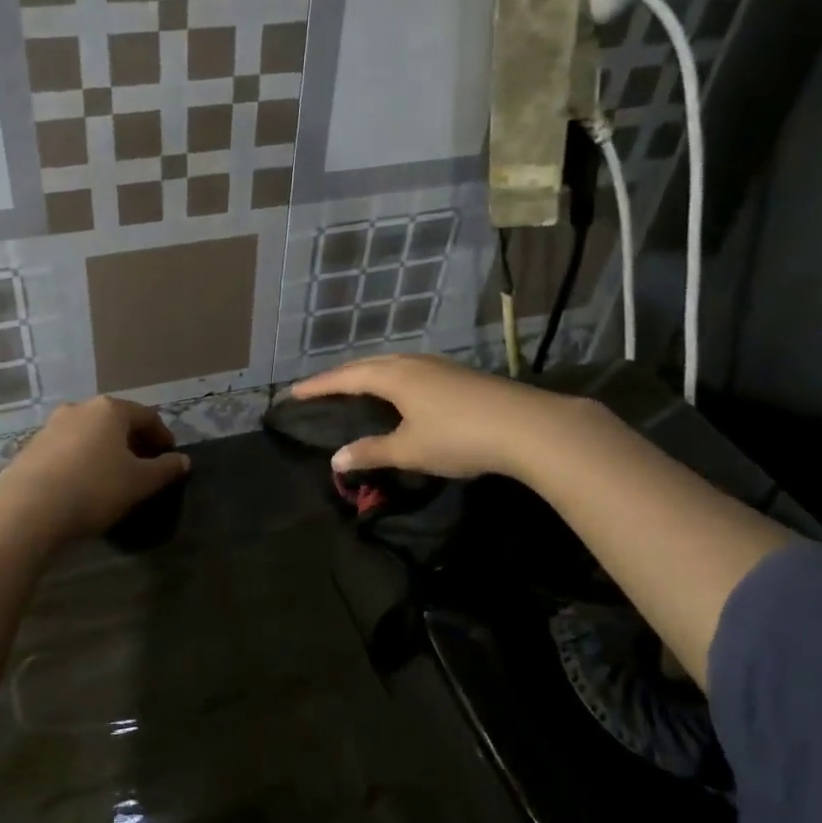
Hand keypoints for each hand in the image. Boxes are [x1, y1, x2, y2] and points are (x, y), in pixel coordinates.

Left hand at [0, 396, 189, 545]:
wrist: (27, 509)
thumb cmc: (94, 488)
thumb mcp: (140, 482)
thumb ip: (165, 469)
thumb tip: (183, 460)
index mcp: (110, 410)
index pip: (146, 416)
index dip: (163, 436)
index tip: (170, 456)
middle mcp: (79, 409)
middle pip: (115, 422)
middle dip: (132, 441)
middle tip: (144, 466)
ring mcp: (50, 427)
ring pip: (88, 434)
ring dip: (105, 450)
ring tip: (113, 476)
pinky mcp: (30, 448)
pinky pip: (66, 449)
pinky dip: (81, 460)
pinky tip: (83, 484)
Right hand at [291, 354, 572, 481]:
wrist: (527, 426)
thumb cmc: (458, 437)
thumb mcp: (409, 450)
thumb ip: (371, 452)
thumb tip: (336, 459)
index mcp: (394, 376)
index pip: (346, 377)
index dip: (319, 385)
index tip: (294, 392)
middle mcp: (413, 363)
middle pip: (369, 363)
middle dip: (342, 375)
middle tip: (322, 388)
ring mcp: (440, 366)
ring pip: (393, 363)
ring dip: (370, 372)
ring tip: (357, 386)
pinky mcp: (459, 375)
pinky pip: (412, 370)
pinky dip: (393, 377)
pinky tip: (401, 391)